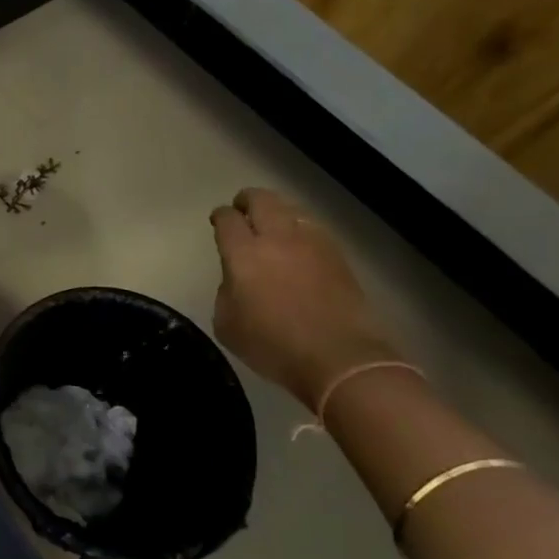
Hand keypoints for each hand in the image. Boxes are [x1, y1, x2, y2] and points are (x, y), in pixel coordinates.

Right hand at [209, 188, 403, 408]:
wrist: (340, 359)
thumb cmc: (274, 346)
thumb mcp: (227, 324)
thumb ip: (226, 291)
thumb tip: (236, 279)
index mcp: (243, 254)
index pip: (227, 219)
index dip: (220, 216)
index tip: (218, 221)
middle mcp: (277, 238)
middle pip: (261, 199)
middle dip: (247, 200)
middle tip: (242, 209)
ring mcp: (312, 243)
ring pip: (291, 209)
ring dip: (277, 211)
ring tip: (272, 224)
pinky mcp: (338, 256)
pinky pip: (313, 228)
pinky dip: (300, 228)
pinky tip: (298, 244)